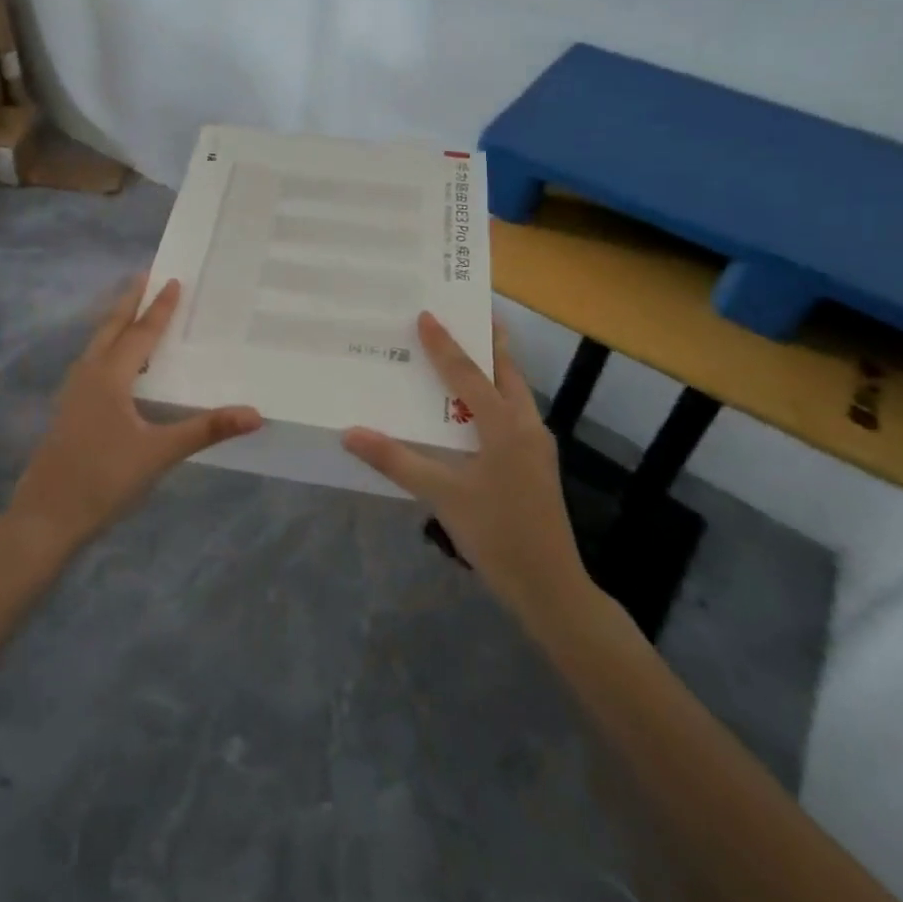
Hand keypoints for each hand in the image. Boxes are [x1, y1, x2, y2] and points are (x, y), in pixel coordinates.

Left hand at [4, 276, 263, 564]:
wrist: (45, 517)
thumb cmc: (103, 480)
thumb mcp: (159, 454)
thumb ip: (205, 429)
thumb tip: (255, 413)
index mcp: (109, 377)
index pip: (140, 333)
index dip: (159, 308)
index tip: (173, 280)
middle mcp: (88, 375)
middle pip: (110, 328)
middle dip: (129, 302)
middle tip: (143, 276)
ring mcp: (73, 393)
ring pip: (97, 345)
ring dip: (115, 324)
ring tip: (132, 312)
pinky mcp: (68, 412)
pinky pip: (92, 364)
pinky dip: (108, 349)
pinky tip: (117, 367)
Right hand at [344, 313, 592, 624]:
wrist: (551, 588)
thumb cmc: (497, 535)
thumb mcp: (442, 496)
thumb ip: (397, 461)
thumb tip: (350, 432)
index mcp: (505, 426)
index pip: (468, 374)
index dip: (444, 344)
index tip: (426, 314)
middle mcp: (526, 426)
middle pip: (506, 370)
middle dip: (488, 340)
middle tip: (467, 313)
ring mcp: (536, 445)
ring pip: (514, 391)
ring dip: (493, 366)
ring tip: (469, 350)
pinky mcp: (536, 463)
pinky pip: (513, 412)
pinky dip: (495, 395)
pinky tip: (475, 408)